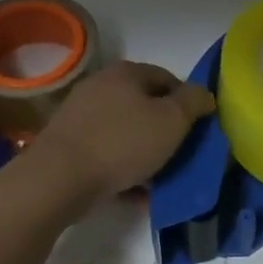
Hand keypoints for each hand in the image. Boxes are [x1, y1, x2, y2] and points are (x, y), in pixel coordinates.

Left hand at [32, 61, 215, 198]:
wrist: (59, 177)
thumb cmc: (122, 143)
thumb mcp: (172, 120)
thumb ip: (193, 102)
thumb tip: (204, 93)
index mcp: (127, 72)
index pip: (168, 78)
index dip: (187, 102)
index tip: (196, 130)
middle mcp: (101, 84)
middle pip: (144, 104)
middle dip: (164, 130)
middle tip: (178, 155)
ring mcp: (80, 113)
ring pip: (125, 130)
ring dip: (143, 152)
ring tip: (157, 179)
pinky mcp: (68, 141)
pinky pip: (105, 150)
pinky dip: (121, 166)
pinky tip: (132, 191)